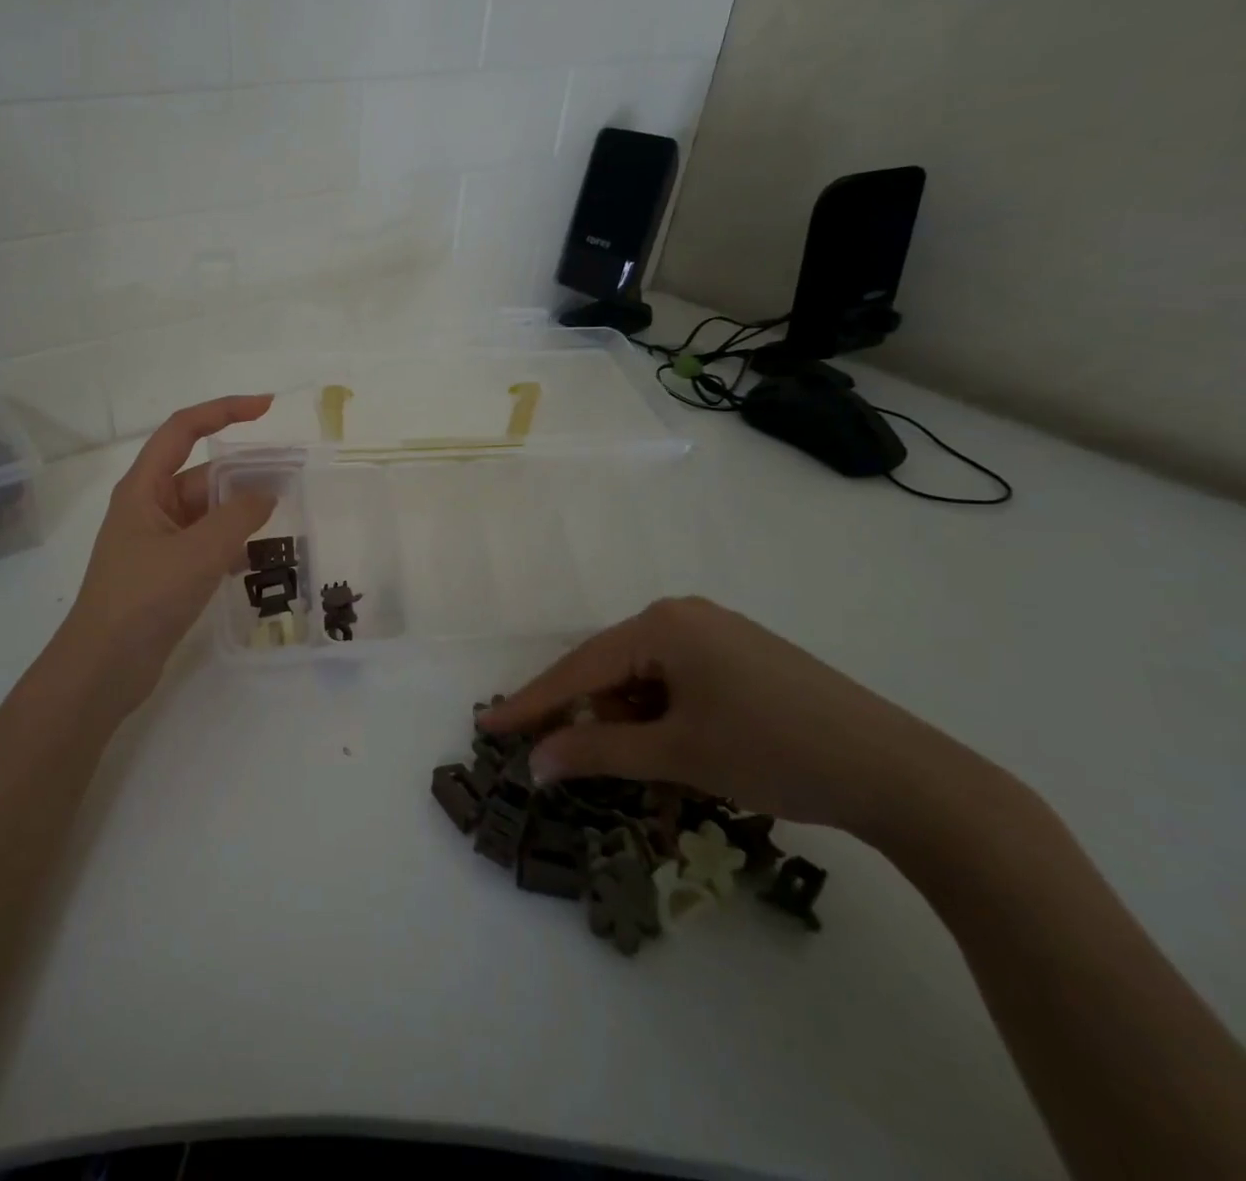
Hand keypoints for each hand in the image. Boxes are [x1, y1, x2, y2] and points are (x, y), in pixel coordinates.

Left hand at [61, 395, 276, 693]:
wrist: (103, 667)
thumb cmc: (143, 599)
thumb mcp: (197, 553)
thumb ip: (238, 519)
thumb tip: (266, 494)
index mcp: (144, 488)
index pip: (183, 430)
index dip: (223, 410)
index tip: (266, 408)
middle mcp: (150, 507)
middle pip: (202, 475)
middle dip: (244, 474)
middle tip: (293, 479)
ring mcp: (158, 542)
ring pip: (208, 513)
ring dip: (241, 514)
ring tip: (285, 520)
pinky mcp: (167, 572)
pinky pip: (206, 545)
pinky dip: (231, 546)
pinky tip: (259, 562)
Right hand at [480, 596, 988, 840]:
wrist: (904, 775)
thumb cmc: (776, 752)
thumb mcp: (677, 755)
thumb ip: (597, 752)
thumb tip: (534, 762)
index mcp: (662, 624)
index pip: (579, 667)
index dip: (531, 702)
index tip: (487, 725)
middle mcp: (684, 616)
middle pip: (611, 670)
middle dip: (593, 717)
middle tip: (572, 760)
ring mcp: (718, 632)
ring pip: (645, 679)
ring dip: (634, 723)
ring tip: (656, 767)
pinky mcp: (744, 656)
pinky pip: (679, 681)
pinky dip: (666, 716)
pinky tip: (684, 749)